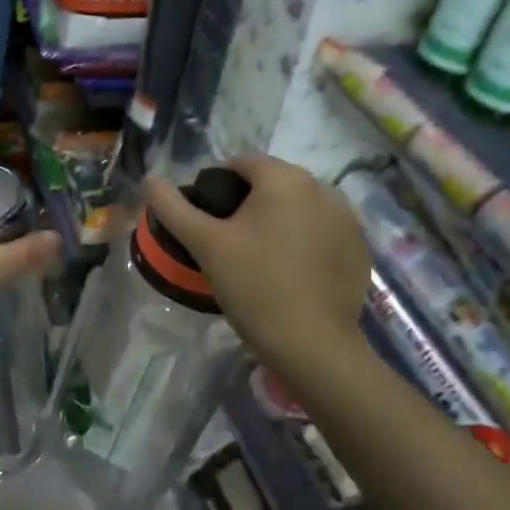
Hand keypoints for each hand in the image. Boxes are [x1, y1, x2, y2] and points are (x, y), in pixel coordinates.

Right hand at [144, 155, 369, 378]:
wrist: (313, 346)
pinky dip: (304, 240)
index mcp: (285, 179)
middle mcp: (323, 188)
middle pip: (273, 183)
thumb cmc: (254, 287)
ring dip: (278, 220)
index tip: (206, 220)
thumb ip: (173, 207)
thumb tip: (150, 180)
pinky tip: (291, 272)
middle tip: (228, 242)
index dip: (216, 185)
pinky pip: (322, 231)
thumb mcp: (205, 245)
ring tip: (259, 258)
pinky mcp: (360, 248)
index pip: (241, 164)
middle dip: (248, 203)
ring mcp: (347, 219)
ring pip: (298, 207)